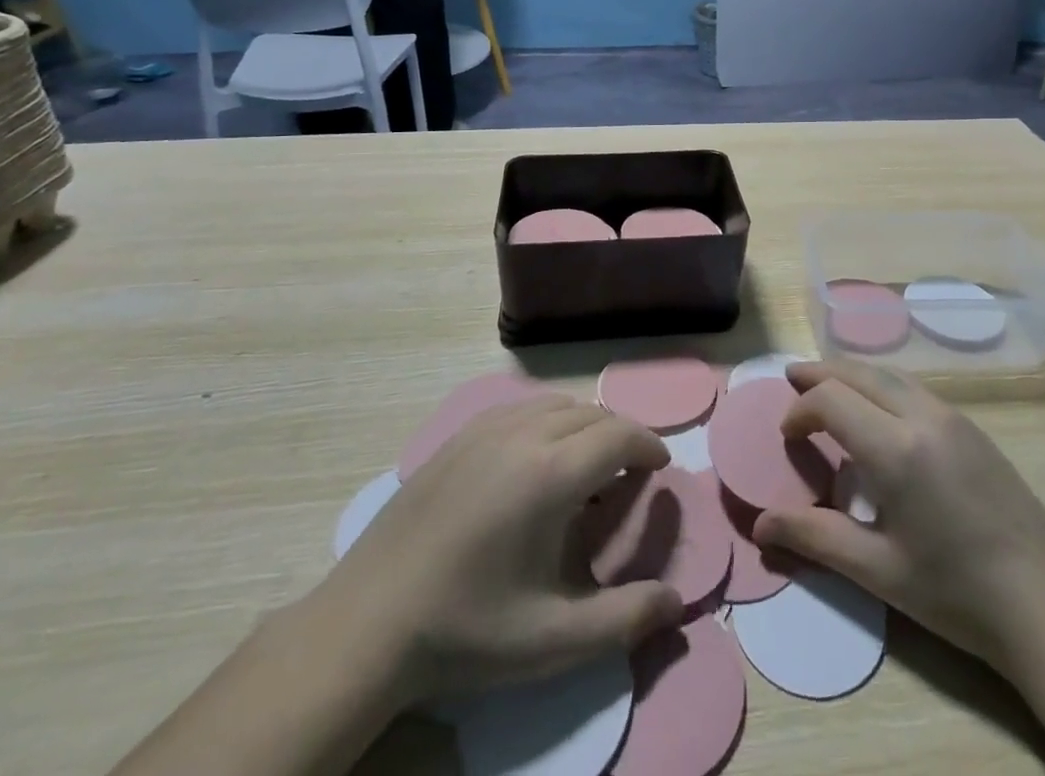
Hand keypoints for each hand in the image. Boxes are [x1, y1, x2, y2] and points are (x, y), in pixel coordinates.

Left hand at [305, 395, 683, 710]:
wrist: (367, 624)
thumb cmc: (465, 631)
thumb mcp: (551, 641)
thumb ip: (623, 621)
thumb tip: (677, 604)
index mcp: (550, 473)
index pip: (619, 434)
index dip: (648, 445)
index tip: (659, 467)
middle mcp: (522, 434)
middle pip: (591, 413)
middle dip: (620, 435)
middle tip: (627, 474)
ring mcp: (484, 429)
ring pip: (555, 404)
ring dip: (584, 424)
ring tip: (586, 465)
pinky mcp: (457, 436)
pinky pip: (519, 408)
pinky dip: (546, 420)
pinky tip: (535, 458)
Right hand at [755, 361, 1044, 675]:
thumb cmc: (955, 593)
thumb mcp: (878, 571)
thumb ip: (815, 538)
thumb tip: (760, 525)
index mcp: (897, 449)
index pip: (831, 399)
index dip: (800, 409)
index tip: (787, 436)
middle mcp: (923, 416)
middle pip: (859, 372)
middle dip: (820, 373)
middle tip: (791, 380)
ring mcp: (952, 417)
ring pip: (889, 374)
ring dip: (852, 375)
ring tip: (827, 388)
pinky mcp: (972, 427)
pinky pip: (914, 389)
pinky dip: (882, 386)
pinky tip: (877, 413)